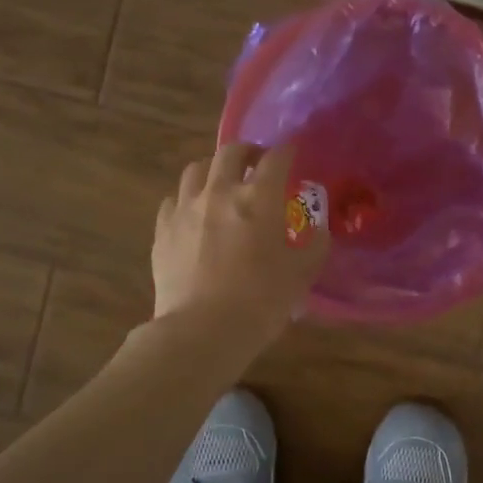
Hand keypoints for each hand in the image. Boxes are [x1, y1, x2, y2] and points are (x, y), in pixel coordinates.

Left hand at [152, 142, 328, 361]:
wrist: (201, 331)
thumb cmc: (260, 302)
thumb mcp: (300, 275)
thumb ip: (314, 246)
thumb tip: (320, 229)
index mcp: (259, 200)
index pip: (277, 159)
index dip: (288, 151)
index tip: (293, 153)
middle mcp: (220, 192)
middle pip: (231, 152)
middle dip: (248, 151)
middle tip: (257, 164)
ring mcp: (186, 208)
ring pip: (196, 169)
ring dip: (214, 169)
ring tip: (221, 183)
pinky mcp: (162, 229)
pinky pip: (173, 199)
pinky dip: (187, 199)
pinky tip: (193, 214)